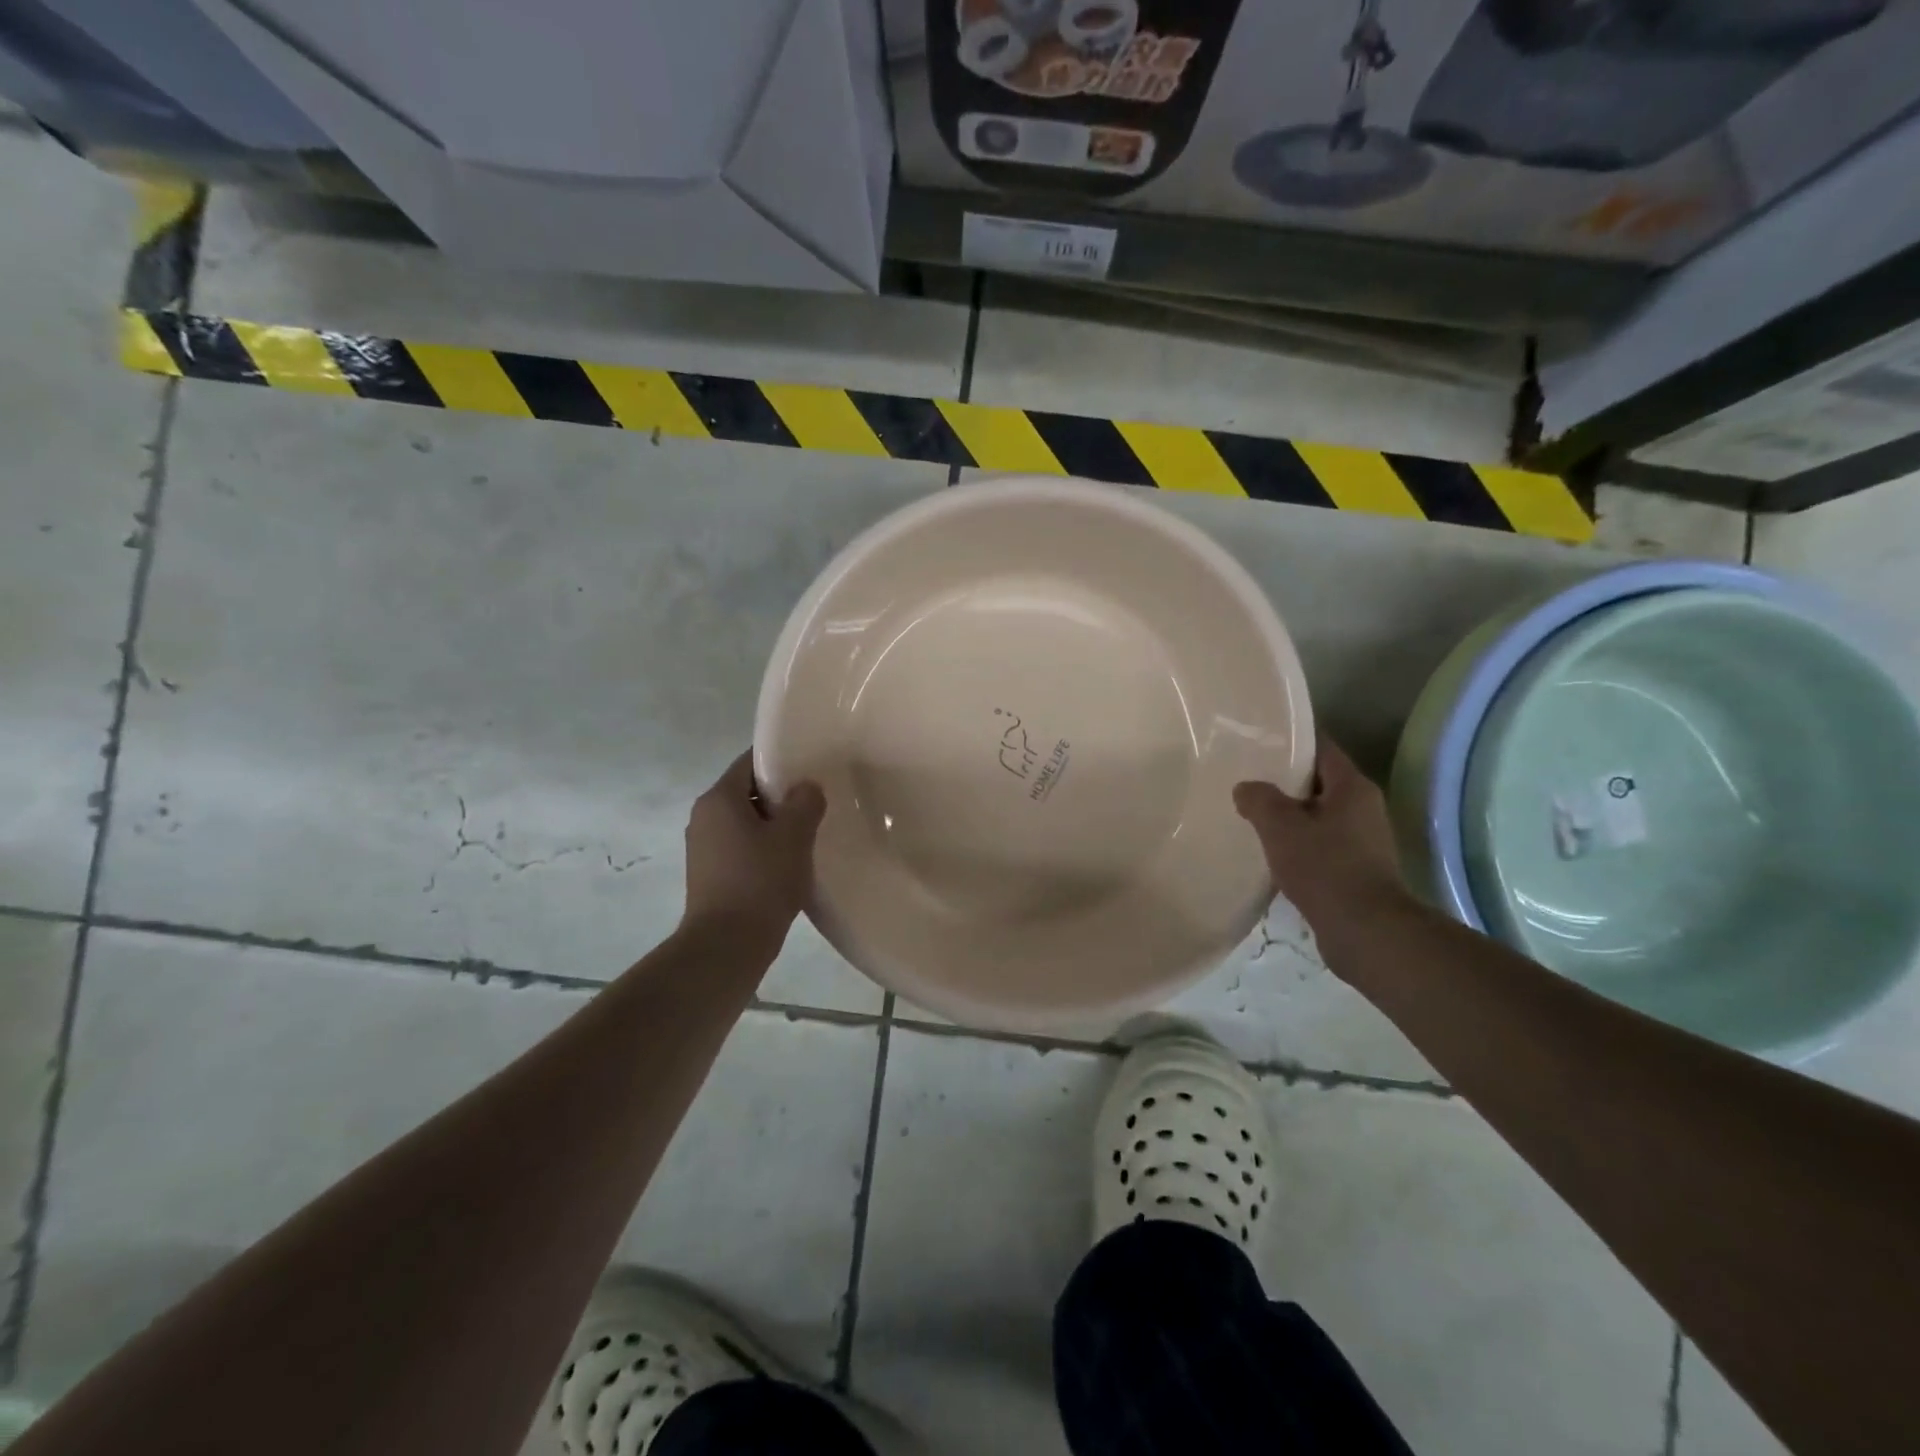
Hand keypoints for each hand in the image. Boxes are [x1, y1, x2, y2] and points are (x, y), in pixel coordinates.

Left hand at [681, 751, 825, 942]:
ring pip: (745, 823)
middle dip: (781, 797)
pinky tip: (787, 865)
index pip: (750, 762)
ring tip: (806, 836)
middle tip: (815, 804)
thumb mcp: (794, 836)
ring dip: (773, 826)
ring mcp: (703, 848)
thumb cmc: (760, 882)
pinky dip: (762, 850)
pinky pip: (740, 848)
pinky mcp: (709, 875)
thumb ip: (805, 802)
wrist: (726, 946)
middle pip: (747, 792)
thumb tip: (806, 787)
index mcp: (718, 799)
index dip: (781, 762)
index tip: (810, 770)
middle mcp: (703, 817)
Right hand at [1234, 740, 1409, 935]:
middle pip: (1319, 783)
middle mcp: (1364, 809)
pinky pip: (1321, 845)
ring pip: (1318, 816)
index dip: (1293, 741)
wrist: (1364, 930)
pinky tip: (1271, 852)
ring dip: (1290, 816)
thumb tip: (1246, 788)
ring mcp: (1363, 842)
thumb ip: (1259, 800)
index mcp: (1353, 788)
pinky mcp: (1355, 870)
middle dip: (1285, 781)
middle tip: (1247, 778)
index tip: (1259, 741)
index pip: (1323, 749)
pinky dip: (1298, 844)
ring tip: (1252, 816)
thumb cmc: (1324, 867)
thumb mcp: (1280, 826)